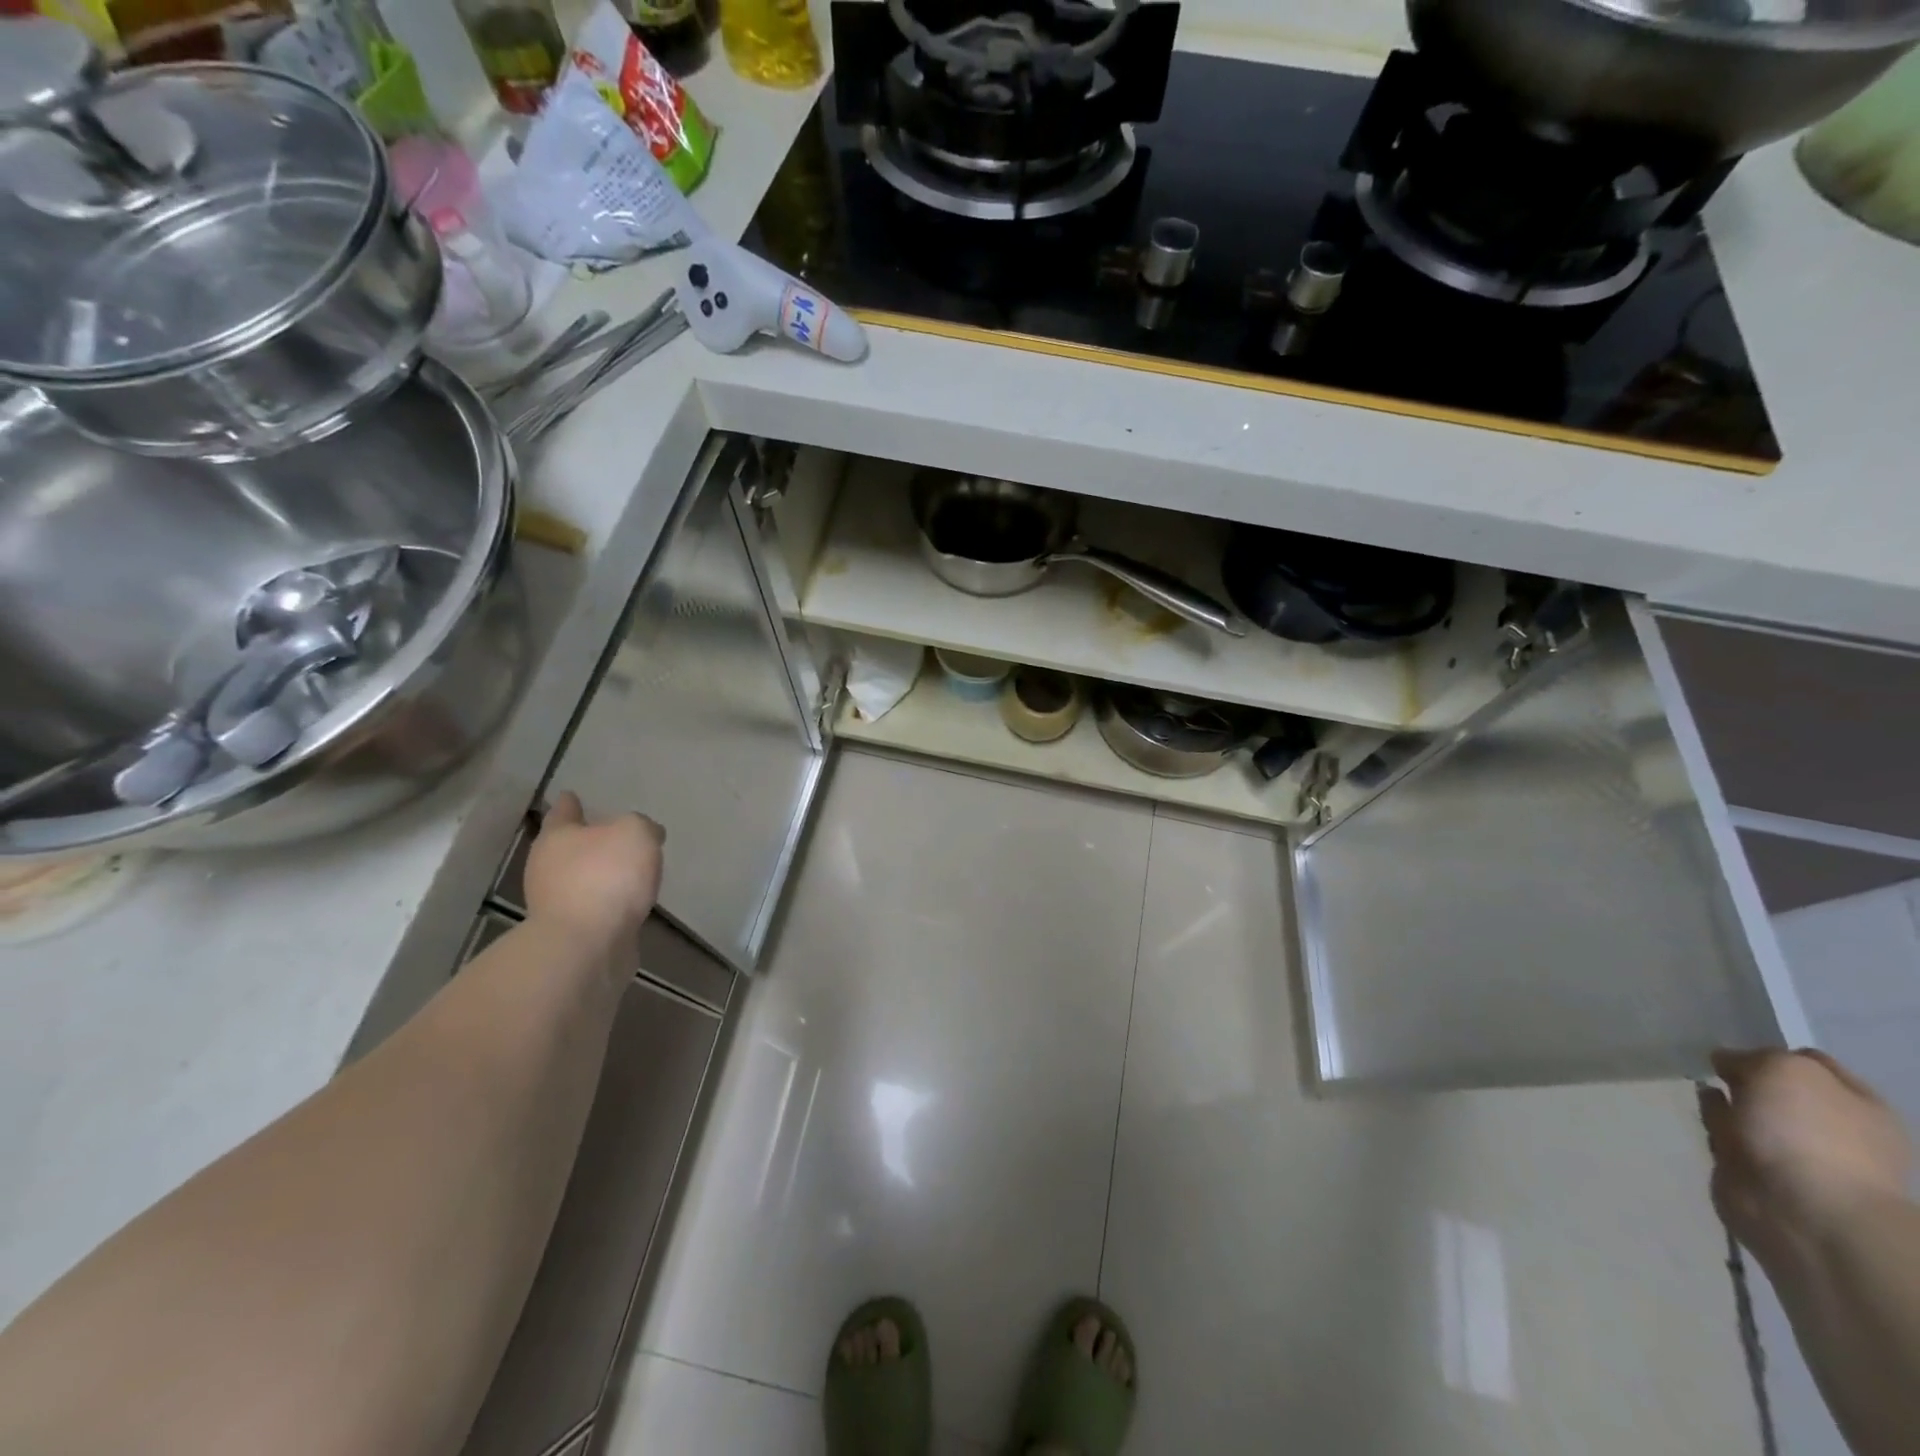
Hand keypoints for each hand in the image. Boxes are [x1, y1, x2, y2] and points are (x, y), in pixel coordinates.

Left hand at [522, 792, 663, 959]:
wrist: (587, 946)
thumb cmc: (606, 877)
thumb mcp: (635, 833)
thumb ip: (642, 826)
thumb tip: (646, 833)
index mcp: (557, 837)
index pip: (562, 811)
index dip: (569, 802)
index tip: (570, 795)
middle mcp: (548, 867)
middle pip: (568, 846)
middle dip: (588, 840)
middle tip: (612, 834)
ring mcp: (556, 902)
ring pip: (581, 878)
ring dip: (600, 874)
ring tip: (629, 871)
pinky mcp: (572, 931)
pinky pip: (594, 906)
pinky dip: (608, 901)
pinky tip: (629, 901)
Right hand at [1701, 1048, 1912, 1265]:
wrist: (1800, 1209)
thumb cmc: (1807, 1133)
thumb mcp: (1784, 1069)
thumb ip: (1755, 1056)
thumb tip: (1729, 1063)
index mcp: (1858, 1105)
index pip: (1811, 1062)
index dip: (1771, 1051)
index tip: (1737, 1049)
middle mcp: (1832, 1128)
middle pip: (1778, 1089)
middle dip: (1746, 1078)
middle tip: (1718, 1070)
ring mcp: (1794, 1154)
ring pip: (1751, 1114)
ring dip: (1727, 1102)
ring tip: (1706, 1092)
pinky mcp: (1756, 1172)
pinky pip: (1729, 1138)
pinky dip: (1715, 1126)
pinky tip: (1705, 1118)